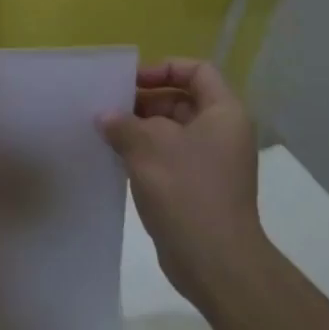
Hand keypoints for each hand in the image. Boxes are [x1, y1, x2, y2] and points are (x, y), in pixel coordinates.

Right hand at [100, 59, 261, 305]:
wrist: (214, 260)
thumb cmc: (186, 191)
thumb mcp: (148, 147)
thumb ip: (123, 124)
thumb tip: (105, 116)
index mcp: (223, 114)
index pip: (197, 71)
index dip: (164, 69)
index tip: (131, 82)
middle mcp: (222, 134)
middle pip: (182, 100)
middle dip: (145, 102)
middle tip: (109, 109)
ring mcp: (211, 163)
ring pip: (172, 132)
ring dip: (140, 130)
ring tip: (105, 134)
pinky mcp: (198, 188)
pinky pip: (169, 158)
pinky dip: (145, 155)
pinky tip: (115, 161)